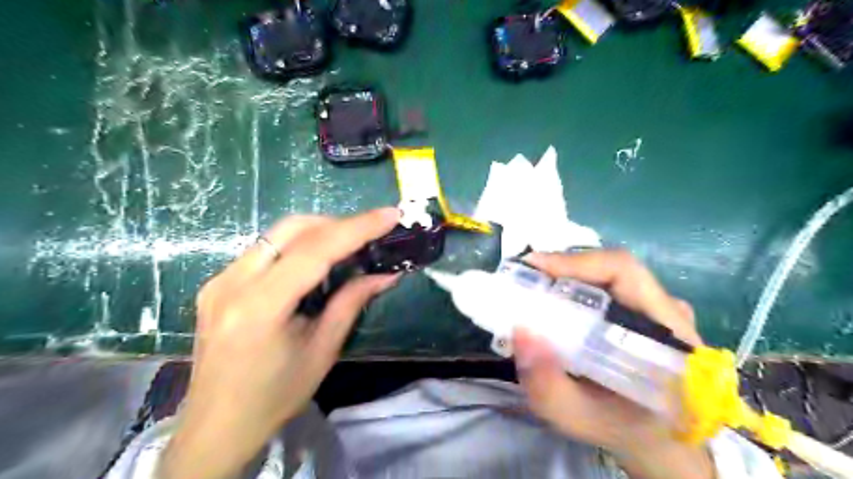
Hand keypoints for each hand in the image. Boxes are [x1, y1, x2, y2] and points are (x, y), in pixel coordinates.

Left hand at [162, 209, 403, 478]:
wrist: (216, 426)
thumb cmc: (275, 396)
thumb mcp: (323, 350)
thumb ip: (352, 302)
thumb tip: (386, 274)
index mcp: (259, 307)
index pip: (315, 250)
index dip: (357, 228)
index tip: (389, 215)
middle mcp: (232, 283)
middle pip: (291, 229)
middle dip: (336, 223)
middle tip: (370, 232)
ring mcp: (219, 280)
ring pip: (276, 235)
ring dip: (317, 232)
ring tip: (349, 244)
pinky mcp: (217, 283)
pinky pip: (264, 250)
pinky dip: (297, 246)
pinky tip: (315, 261)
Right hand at [513, 250, 714, 477]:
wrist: (660, 440)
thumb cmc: (624, 429)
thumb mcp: (579, 419)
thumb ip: (548, 386)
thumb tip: (519, 332)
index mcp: (667, 334)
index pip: (624, 272)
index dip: (576, 261)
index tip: (532, 266)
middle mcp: (669, 311)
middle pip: (611, 269)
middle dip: (562, 269)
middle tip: (523, 279)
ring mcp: (661, 309)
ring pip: (608, 276)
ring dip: (568, 277)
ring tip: (533, 289)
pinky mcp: (648, 311)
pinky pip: (609, 287)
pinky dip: (577, 287)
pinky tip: (555, 302)